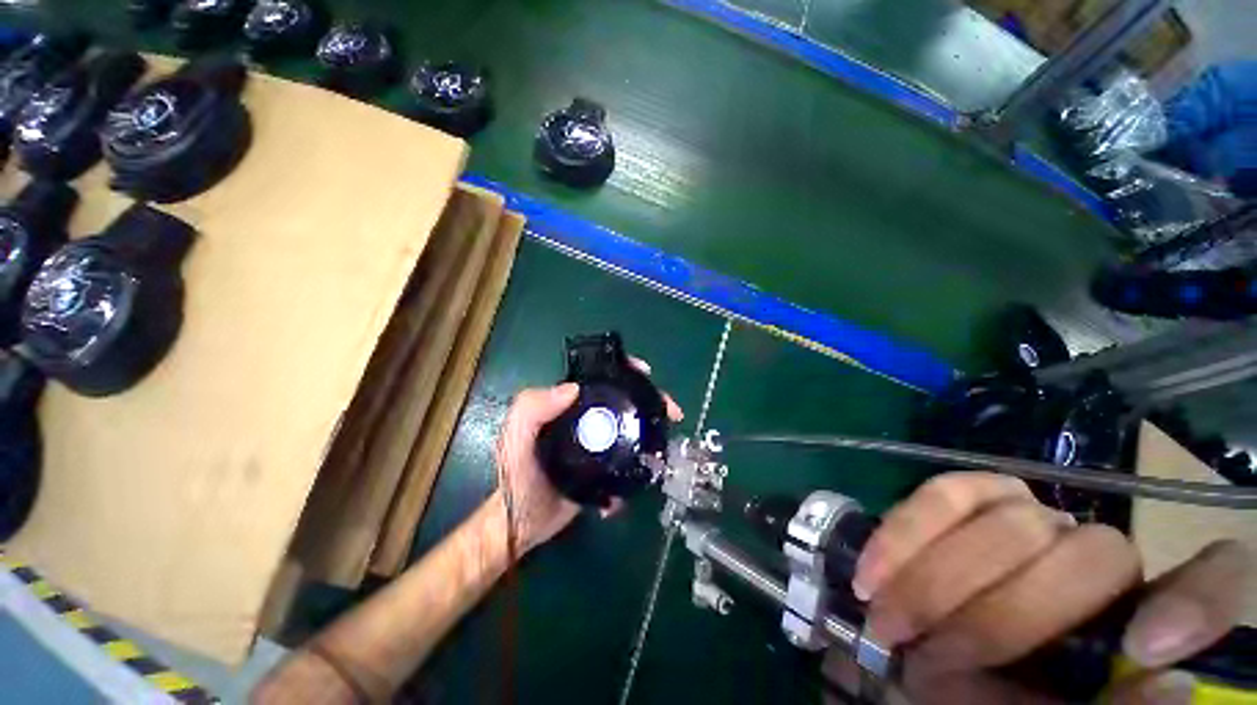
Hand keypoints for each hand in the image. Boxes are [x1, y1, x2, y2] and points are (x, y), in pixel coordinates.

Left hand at [494, 360, 682, 553]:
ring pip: (631, 429)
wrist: (522, 525)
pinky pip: (629, 458)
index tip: (646, 373)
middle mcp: (586, 420)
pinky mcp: (605, 469)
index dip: (623, 371)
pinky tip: (651, 467)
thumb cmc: (516, 475)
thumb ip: (532, 407)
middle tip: (671, 411)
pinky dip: (643, 460)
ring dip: (652, 430)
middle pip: (623, 402)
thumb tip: (572, 388)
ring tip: (668, 438)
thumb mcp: (516, 436)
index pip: (599, 379)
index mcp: (567, 406)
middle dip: (648, 401)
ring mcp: (598, 445)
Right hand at [845, 472, 1249, 703]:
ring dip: (938, 583)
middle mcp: (1096, 556)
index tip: (1145, 651)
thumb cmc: (994, 698)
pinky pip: (942, 493)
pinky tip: (874, 575)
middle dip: (1002, 619)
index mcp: (1134, 615)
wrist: (927, 658)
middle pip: (1090, 555)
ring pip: (1009, 523)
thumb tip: (1166, 683)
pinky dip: (905, 535)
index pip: (1214, 579)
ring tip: (891, 624)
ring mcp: (1031, 515)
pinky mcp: (969, 493)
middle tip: (932, 661)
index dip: (1196, 601)